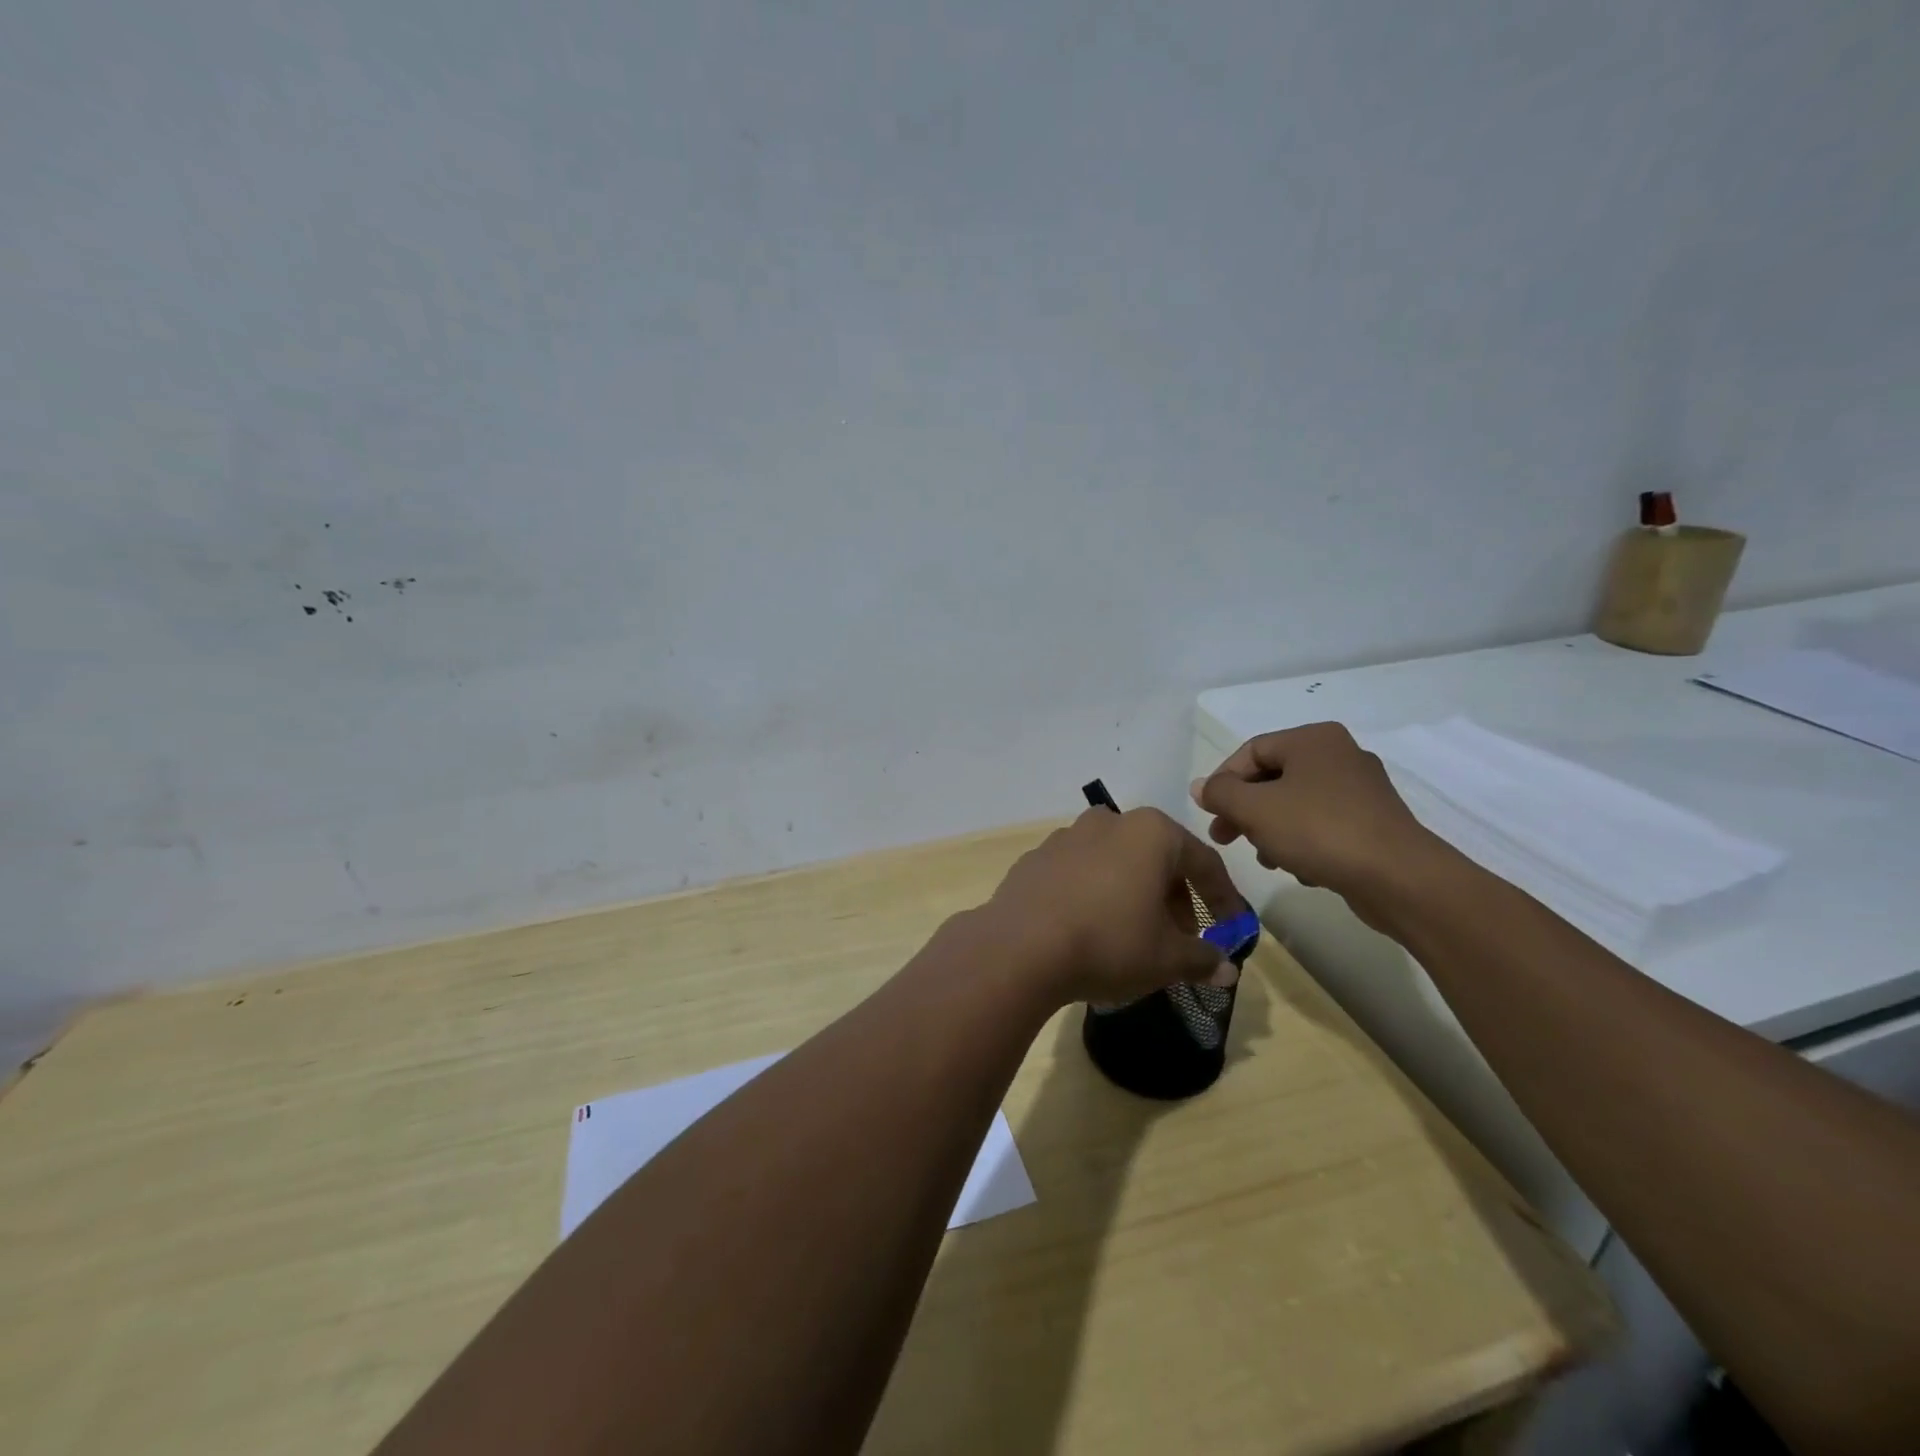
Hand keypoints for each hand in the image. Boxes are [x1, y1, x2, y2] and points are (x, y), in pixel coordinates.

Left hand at [973, 807, 1248, 1007]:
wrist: (1019, 947)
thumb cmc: (1108, 943)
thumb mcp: (1166, 959)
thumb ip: (1202, 959)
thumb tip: (1226, 969)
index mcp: (1151, 833)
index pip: (1203, 862)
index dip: (1223, 899)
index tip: (1232, 928)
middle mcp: (1110, 821)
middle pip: (1158, 858)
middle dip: (1176, 898)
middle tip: (1182, 938)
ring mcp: (1067, 836)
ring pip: (1118, 862)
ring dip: (1135, 894)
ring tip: (1137, 935)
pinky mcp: (1036, 857)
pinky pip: (1081, 873)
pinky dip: (1097, 894)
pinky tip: (1091, 928)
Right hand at [1190, 722, 1440, 921]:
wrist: (1399, 878)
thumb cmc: (1318, 830)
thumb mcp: (1255, 809)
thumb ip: (1221, 794)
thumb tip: (1201, 787)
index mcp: (1313, 739)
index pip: (1250, 751)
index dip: (1222, 781)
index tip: (1209, 814)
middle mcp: (1339, 754)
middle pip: (1273, 779)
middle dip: (1245, 811)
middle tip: (1224, 838)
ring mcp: (1361, 789)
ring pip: (1296, 805)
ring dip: (1271, 831)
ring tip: (1266, 859)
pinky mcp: (1373, 823)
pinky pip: (1323, 825)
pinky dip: (1303, 842)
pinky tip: (1299, 868)